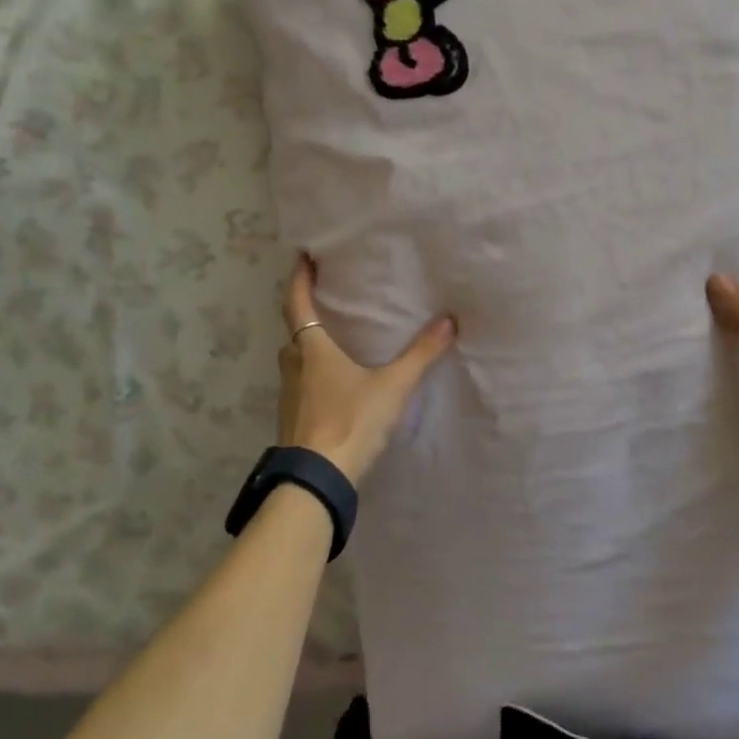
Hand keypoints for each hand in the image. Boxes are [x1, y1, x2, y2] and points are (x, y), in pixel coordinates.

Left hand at [277, 256, 456, 485]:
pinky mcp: (293, 421)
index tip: (303, 257)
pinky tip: (335, 386)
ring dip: (310, 348)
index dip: (298, 279)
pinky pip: (301, 386)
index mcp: (311, 350)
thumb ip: (420, 354)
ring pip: (296, 361)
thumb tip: (449, 321)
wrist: (317, 481)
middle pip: (295, 333)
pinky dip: (314, 376)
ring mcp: (290, 397)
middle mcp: (294, 367)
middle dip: (307, 316)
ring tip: (336, 342)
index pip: (297, 304)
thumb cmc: (350, 422)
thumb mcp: (392, 386)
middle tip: (328, 302)